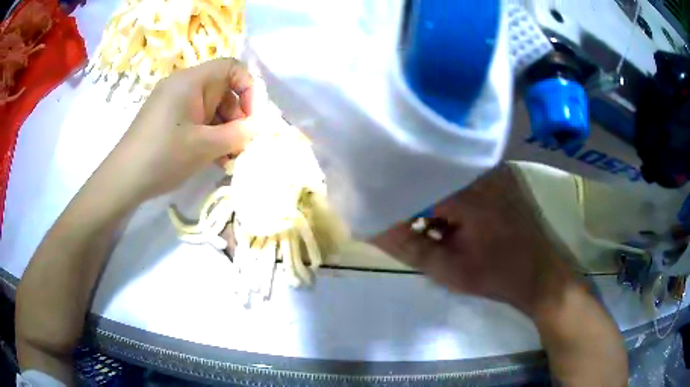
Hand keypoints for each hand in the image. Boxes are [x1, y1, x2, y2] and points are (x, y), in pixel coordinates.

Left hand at [103, 58, 256, 201]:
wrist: (123, 179)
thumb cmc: (163, 156)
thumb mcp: (205, 146)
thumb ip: (237, 134)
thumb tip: (257, 127)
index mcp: (191, 81)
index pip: (232, 67)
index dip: (248, 88)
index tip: (251, 119)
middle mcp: (182, 85)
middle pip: (221, 88)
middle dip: (236, 115)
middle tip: (240, 144)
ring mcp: (172, 101)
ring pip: (209, 106)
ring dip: (223, 129)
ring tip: (228, 156)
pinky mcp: (166, 117)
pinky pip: (195, 118)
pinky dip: (207, 133)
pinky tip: (212, 156)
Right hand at [372, 164, 578, 317]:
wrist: (541, 275)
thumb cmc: (496, 275)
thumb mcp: (447, 269)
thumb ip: (406, 246)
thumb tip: (370, 227)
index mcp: (467, 190)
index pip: (415, 176)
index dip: (392, 189)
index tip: (376, 200)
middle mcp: (480, 168)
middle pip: (430, 168)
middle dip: (410, 190)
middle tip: (397, 212)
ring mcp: (493, 168)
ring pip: (446, 171)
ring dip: (431, 191)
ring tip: (423, 216)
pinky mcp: (500, 174)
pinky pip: (463, 174)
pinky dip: (449, 191)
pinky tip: (448, 213)